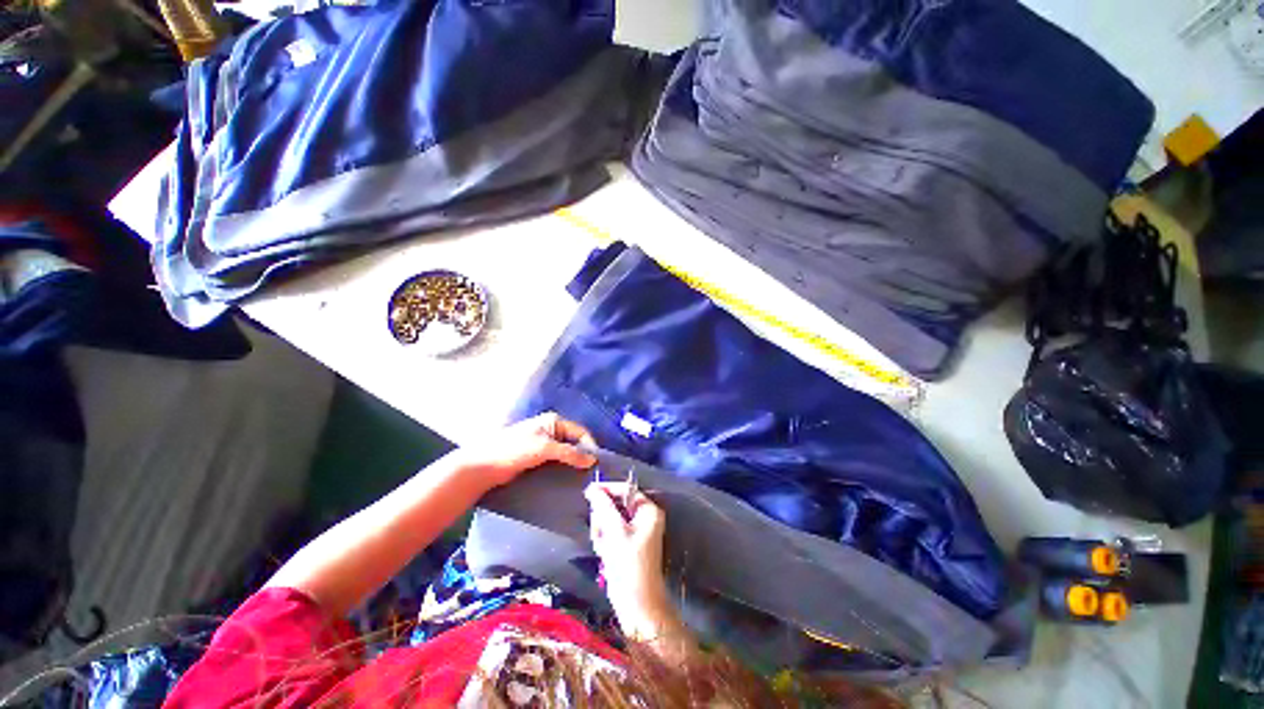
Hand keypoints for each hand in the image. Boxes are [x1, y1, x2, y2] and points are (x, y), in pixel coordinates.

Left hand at [456, 412, 596, 487]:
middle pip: (574, 442)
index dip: (590, 446)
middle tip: (591, 475)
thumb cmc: (515, 450)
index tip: (597, 464)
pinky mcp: (537, 458)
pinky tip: (568, 480)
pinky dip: (563, 469)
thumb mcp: (545, 449)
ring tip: (582, 480)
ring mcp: (544, 445)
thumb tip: (593, 460)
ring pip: (566, 454)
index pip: (580, 432)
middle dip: (582, 456)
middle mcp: (551, 430)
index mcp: (554, 421)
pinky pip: (557, 462)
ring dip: (573, 465)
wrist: (484, 465)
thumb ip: (570, 453)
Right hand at [585, 482, 674, 640]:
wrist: (636, 603)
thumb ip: (603, 507)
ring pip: (609, 519)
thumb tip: (592, 488)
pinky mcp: (626, 543)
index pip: (624, 489)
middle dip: (604, 518)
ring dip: (602, 531)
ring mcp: (635, 530)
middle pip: (615, 504)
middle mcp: (643, 517)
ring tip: (604, 547)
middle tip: (601, 533)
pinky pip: (609, 532)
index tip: (588, 493)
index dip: (606, 489)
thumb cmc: (629, 565)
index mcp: (648, 510)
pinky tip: (604, 554)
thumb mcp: (615, 532)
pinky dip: (604, 541)